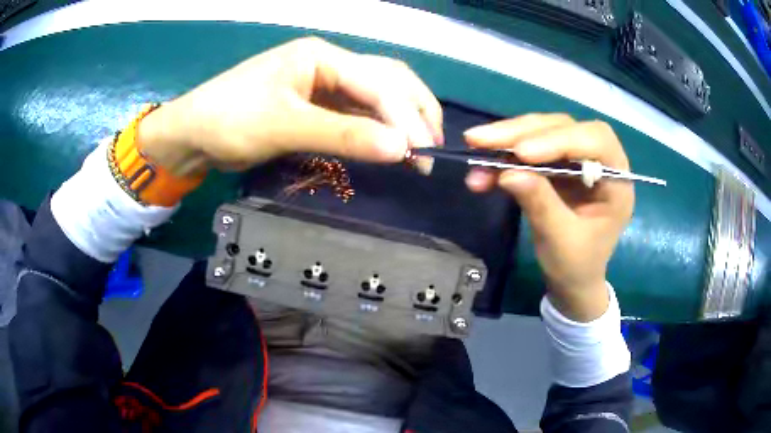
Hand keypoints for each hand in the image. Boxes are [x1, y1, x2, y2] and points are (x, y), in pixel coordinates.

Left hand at [138, 37, 441, 175]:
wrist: (194, 135)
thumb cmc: (230, 120)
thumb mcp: (284, 126)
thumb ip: (343, 135)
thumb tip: (401, 149)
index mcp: (322, 55)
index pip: (377, 82)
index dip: (404, 117)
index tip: (422, 152)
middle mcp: (329, 64)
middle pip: (387, 81)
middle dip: (414, 112)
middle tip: (432, 148)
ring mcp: (323, 84)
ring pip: (375, 97)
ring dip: (400, 122)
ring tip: (420, 150)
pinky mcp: (317, 105)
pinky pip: (357, 114)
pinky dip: (376, 130)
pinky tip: (390, 146)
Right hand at [463, 114, 633, 321]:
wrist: (572, 281)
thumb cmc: (577, 266)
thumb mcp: (561, 241)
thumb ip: (540, 204)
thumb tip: (507, 172)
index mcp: (617, 180)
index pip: (596, 141)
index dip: (560, 140)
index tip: (522, 153)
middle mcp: (599, 160)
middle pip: (563, 128)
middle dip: (523, 132)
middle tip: (482, 139)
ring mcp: (575, 160)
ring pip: (543, 132)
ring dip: (507, 139)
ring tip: (475, 146)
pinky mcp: (555, 165)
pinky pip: (528, 150)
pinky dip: (503, 157)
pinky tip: (482, 170)